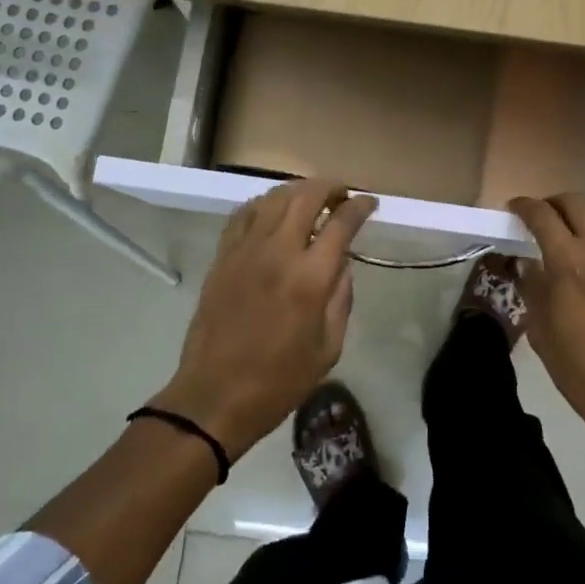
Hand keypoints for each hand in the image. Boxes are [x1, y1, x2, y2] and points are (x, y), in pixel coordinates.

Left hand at [152, 179, 376, 457]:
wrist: (215, 396)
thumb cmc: (279, 381)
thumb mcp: (329, 348)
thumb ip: (341, 299)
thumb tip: (341, 264)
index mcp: (310, 278)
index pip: (341, 223)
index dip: (359, 206)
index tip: (369, 202)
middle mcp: (278, 252)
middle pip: (306, 197)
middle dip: (330, 187)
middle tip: (342, 193)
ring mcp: (245, 250)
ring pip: (274, 198)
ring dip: (298, 190)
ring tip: (311, 198)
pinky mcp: (222, 256)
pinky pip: (243, 214)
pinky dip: (263, 204)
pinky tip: (272, 211)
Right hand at [509, 194, 584, 454]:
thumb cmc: (583, 371)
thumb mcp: (542, 333)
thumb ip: (532, 290)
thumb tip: (526, 264)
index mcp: (566, 262)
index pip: (541, 216)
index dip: (524, 206)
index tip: (515, 208)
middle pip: (576, 203)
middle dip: (555, 202)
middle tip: (545, 215)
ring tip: (581, 224)